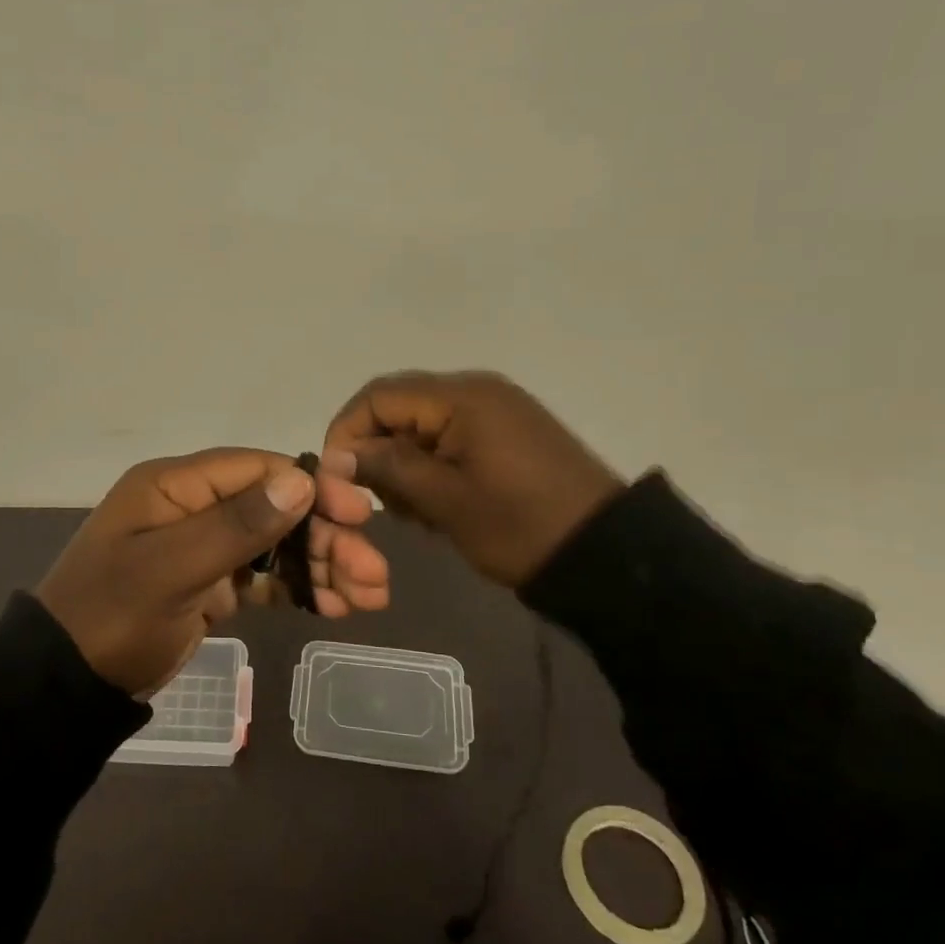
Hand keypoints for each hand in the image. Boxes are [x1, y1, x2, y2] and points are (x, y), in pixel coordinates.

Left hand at [35, 448, 385, 695]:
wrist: (65, 685)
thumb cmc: (112, 617)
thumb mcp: (170, 570)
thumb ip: (235, 526)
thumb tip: (301, 481)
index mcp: (175, 486)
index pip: (256, 469)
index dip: (310, 487)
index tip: (357, 514)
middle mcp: (192, 506)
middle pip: (273, 507)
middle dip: (325, 536)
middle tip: (374, 573)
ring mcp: (201, 546)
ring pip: (274, 543)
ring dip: (321, 564)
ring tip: (370, 596)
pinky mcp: (208, 583)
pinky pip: (262, 576)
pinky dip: (297, 587)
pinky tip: (335, 606)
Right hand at [319, 370, 624, 588]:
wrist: (607, 554)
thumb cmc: (519, 525)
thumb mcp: (445, 500)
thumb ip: (387, 469)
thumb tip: (337, 456)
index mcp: (461, 397)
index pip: (378, 396)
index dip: (347, 432)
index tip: (337, 478)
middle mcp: (476, 390)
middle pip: (399, 407)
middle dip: (377, 452)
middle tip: (380, 503)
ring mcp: (495, 409)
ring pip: (422, 425)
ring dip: (404, 463)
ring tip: (415, 511)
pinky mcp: (507, 431)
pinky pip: (450, 436)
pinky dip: (432, 465)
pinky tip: (439, 503)